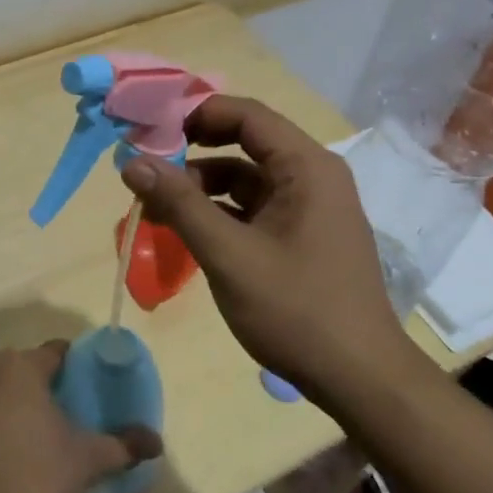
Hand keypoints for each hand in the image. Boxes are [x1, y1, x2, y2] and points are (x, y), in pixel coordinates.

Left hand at [0, 341, 162, 492]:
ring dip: (10, 409)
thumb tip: (155, 443)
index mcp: (19, 367)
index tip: (87, 392)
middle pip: (20, 370)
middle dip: (40, 389)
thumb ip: (123, 445)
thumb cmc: (37, 481)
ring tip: (32, 445)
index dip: (75, 369)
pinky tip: (1, 465)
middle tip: (63, 420)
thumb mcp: (86, 460)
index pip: (55, 353)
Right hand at [119, 95, 431, 409]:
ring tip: (157, 207)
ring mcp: (311, 208)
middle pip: (246, 144)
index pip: (247, 115)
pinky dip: (220, 212)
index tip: (150, 127)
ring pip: (246, 179)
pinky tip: (187, 231)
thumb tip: (132, 161)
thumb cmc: (296, 310)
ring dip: (202, 187)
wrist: (360, 379)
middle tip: (146, 165)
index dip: (196, 113)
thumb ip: (179, 204)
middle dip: (193, 151)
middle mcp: (313, 177)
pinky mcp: (304, 236)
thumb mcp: (228, 255)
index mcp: (306, 167)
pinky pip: (255, 208)